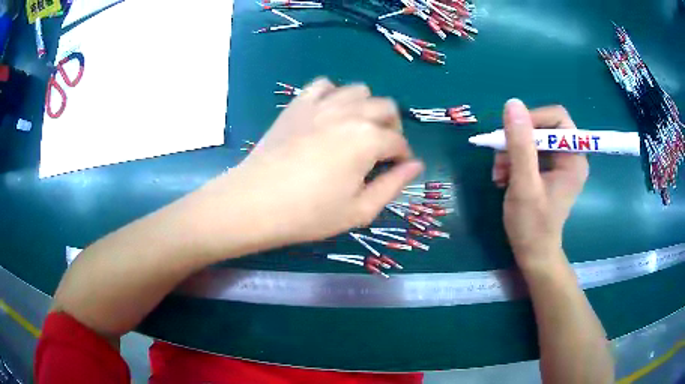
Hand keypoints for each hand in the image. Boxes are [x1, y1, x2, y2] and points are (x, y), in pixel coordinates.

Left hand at [201, 78, 422, 250]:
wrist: (256, 202)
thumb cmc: (309, 213)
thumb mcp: (359, 210)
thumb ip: (393, 185)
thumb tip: (416, 166)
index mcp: (368, 139)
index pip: (399, 142)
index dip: (403, 157)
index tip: (396, 170)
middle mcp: (350, 113)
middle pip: (386, 108)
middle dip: (391, 128)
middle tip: (380, 151)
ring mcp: (321, 104)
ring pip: (359, 90)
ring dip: (366, 108)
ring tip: (356, 130)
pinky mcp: (298, 104)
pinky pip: (324, 85)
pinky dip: (333, 94)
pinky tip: (328, 114)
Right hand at [492, 100, 588, 269]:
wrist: (533, 254)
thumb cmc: (532, 225)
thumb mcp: (524, 184)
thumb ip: (520, 144)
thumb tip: (512, 103)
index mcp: (573, 158)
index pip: (557, 119)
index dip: (533, 119)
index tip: (511, 134)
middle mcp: (569, 156)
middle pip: (542, 128)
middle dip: (517, 141)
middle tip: (499, 159)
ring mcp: (558, 164)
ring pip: (531, 140)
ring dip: (510, 153)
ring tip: (498, 174)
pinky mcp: (547, 172)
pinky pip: (528, 153)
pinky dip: (512, 161)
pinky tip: (503, 178)